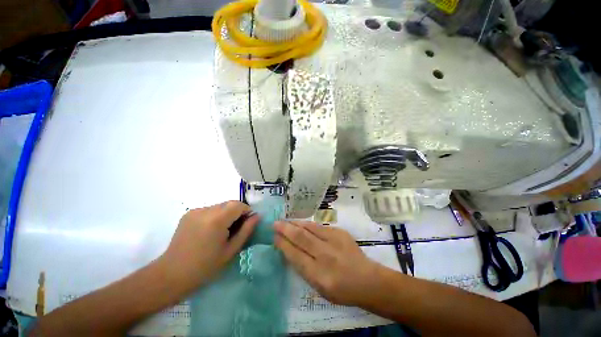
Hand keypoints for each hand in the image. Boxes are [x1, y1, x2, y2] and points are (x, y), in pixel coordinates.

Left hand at [161, 201, 258, 290]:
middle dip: (237, 212)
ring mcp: (195, 211)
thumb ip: (246, 230)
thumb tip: (257, 216)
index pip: (238, 205)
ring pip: (220, 206)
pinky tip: (211, 230)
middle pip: (229, 203)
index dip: (247, 211)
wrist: (171, 275)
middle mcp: (205, 210)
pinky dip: (216, 216)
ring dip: (227, 214)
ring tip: (223, 231)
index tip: (248, 223)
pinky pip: (209, 210)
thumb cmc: (205, 267)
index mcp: (216, 220)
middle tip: (237, 228)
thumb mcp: (231, 250)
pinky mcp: (188, 214)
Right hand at [274, 221, 378, 305]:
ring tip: (286, 221)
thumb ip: (304, 269)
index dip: (283, 244)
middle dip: (286, 229)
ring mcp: (334, 241)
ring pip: (310, 228)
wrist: (367, 280)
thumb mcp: (319, 288)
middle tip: (275, 224)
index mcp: (319, 275)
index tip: (274, 237)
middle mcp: (326, 256)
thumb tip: (290, 250)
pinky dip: (308, 224)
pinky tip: (302, 223)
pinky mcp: (340, 232)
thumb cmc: (342, 290)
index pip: (295, 255)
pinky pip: (320, 226)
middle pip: (301, 238)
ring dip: (296, 224)